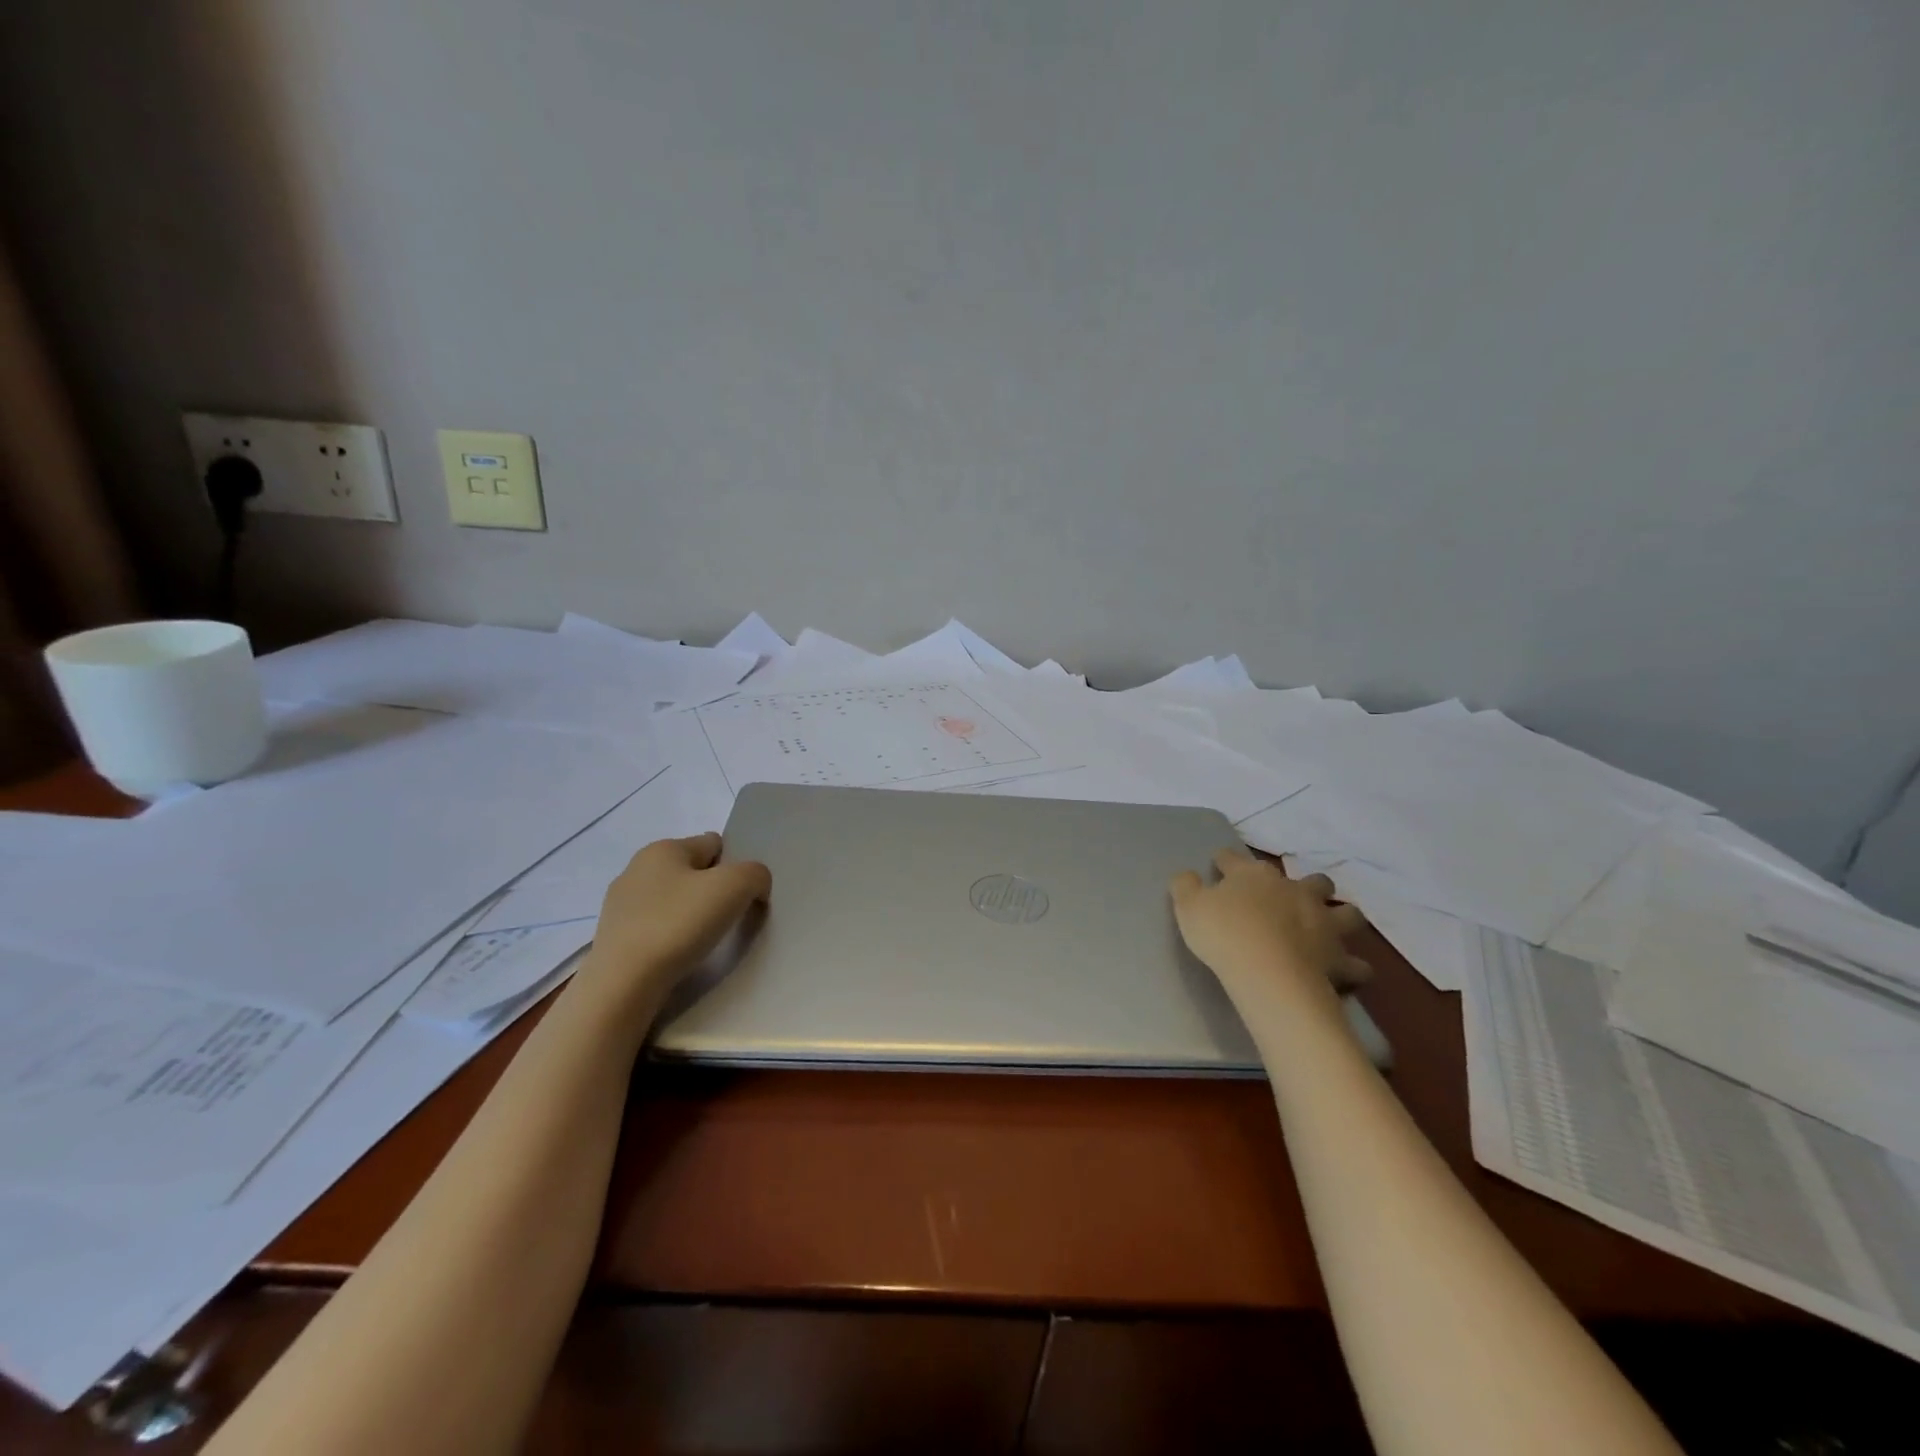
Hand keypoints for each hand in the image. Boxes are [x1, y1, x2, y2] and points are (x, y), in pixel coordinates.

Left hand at [581, 833, 771, 998]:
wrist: (623, 983)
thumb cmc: (679, 923)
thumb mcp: (736, 886)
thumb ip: (756, 875)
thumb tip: (755, 887)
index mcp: (663, 848)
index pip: (713, 844)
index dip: (733, 866)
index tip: (741, 895)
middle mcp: (636, 868)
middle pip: (692, 872)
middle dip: (712, 890)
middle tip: (726, 919)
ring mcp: (619, 905)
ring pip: (672, 900)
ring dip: (690, 915)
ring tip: (702, 941)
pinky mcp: (613, 938)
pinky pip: (655, 927)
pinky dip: (670, 937)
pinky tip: (677, 955)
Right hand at [1170, 849, 1370, 995]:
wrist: (1268, 974)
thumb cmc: (1225, 935)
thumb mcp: (1188, 907)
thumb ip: (1185, 886)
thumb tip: (1186, 875)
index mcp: (1254, 876)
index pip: (1236, 859)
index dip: (1226, 860)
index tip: (1219, 863)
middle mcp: (1295, 891)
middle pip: (1311, 880)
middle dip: (1306, 885)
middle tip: (1293, 898)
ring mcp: (1323, 923)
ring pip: (1346, 912)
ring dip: (1341, 917)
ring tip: (1331, 927)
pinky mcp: (1340, 959)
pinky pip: (1357, 964)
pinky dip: (1353, 967)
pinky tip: (1345, 971)